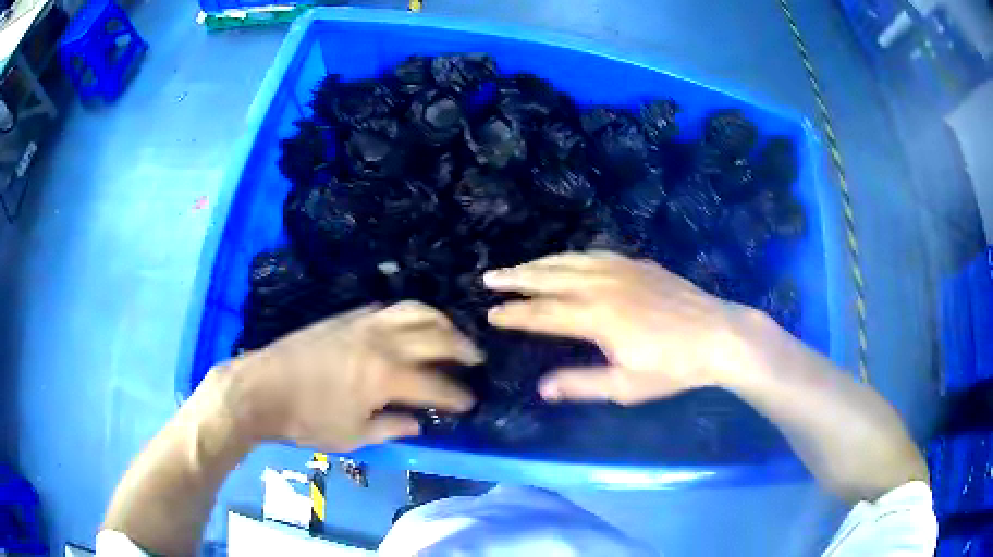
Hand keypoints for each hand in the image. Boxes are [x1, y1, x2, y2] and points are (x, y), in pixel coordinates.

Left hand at [224, 301, 482, 451]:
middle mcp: (381, 342)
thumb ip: (391, 426)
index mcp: (386, 376)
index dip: (458, 395)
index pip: (436, 384)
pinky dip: (407, 314)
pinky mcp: (346, 317)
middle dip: (461, 348)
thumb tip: (417, 422)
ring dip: (439, 320)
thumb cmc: (307, 420)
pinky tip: (408, 325)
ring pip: (413, 310)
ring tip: (451, 333)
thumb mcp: (352, 435)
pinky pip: (387, 308)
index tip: (470, 402)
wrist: (261, 388)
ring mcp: (363, 324)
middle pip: (434, 336)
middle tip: (475, 359)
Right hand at [484, 251, 753, 404]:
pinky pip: (596, 254)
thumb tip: (541, 388)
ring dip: (540, 262)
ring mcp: (622, 269)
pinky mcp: (638, 264)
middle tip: (490, 278)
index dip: (515, 314)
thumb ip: (582, 384)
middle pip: (550, 277)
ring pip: (571, 260)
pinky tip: (566, 258)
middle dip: (517, 278)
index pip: (544, 313)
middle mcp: (603, 285)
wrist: (718, 335)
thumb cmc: (673, 367)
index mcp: (597, 317)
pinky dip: (572, 256)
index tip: (491, 314)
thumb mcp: (626, 386)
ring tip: (517, 266)